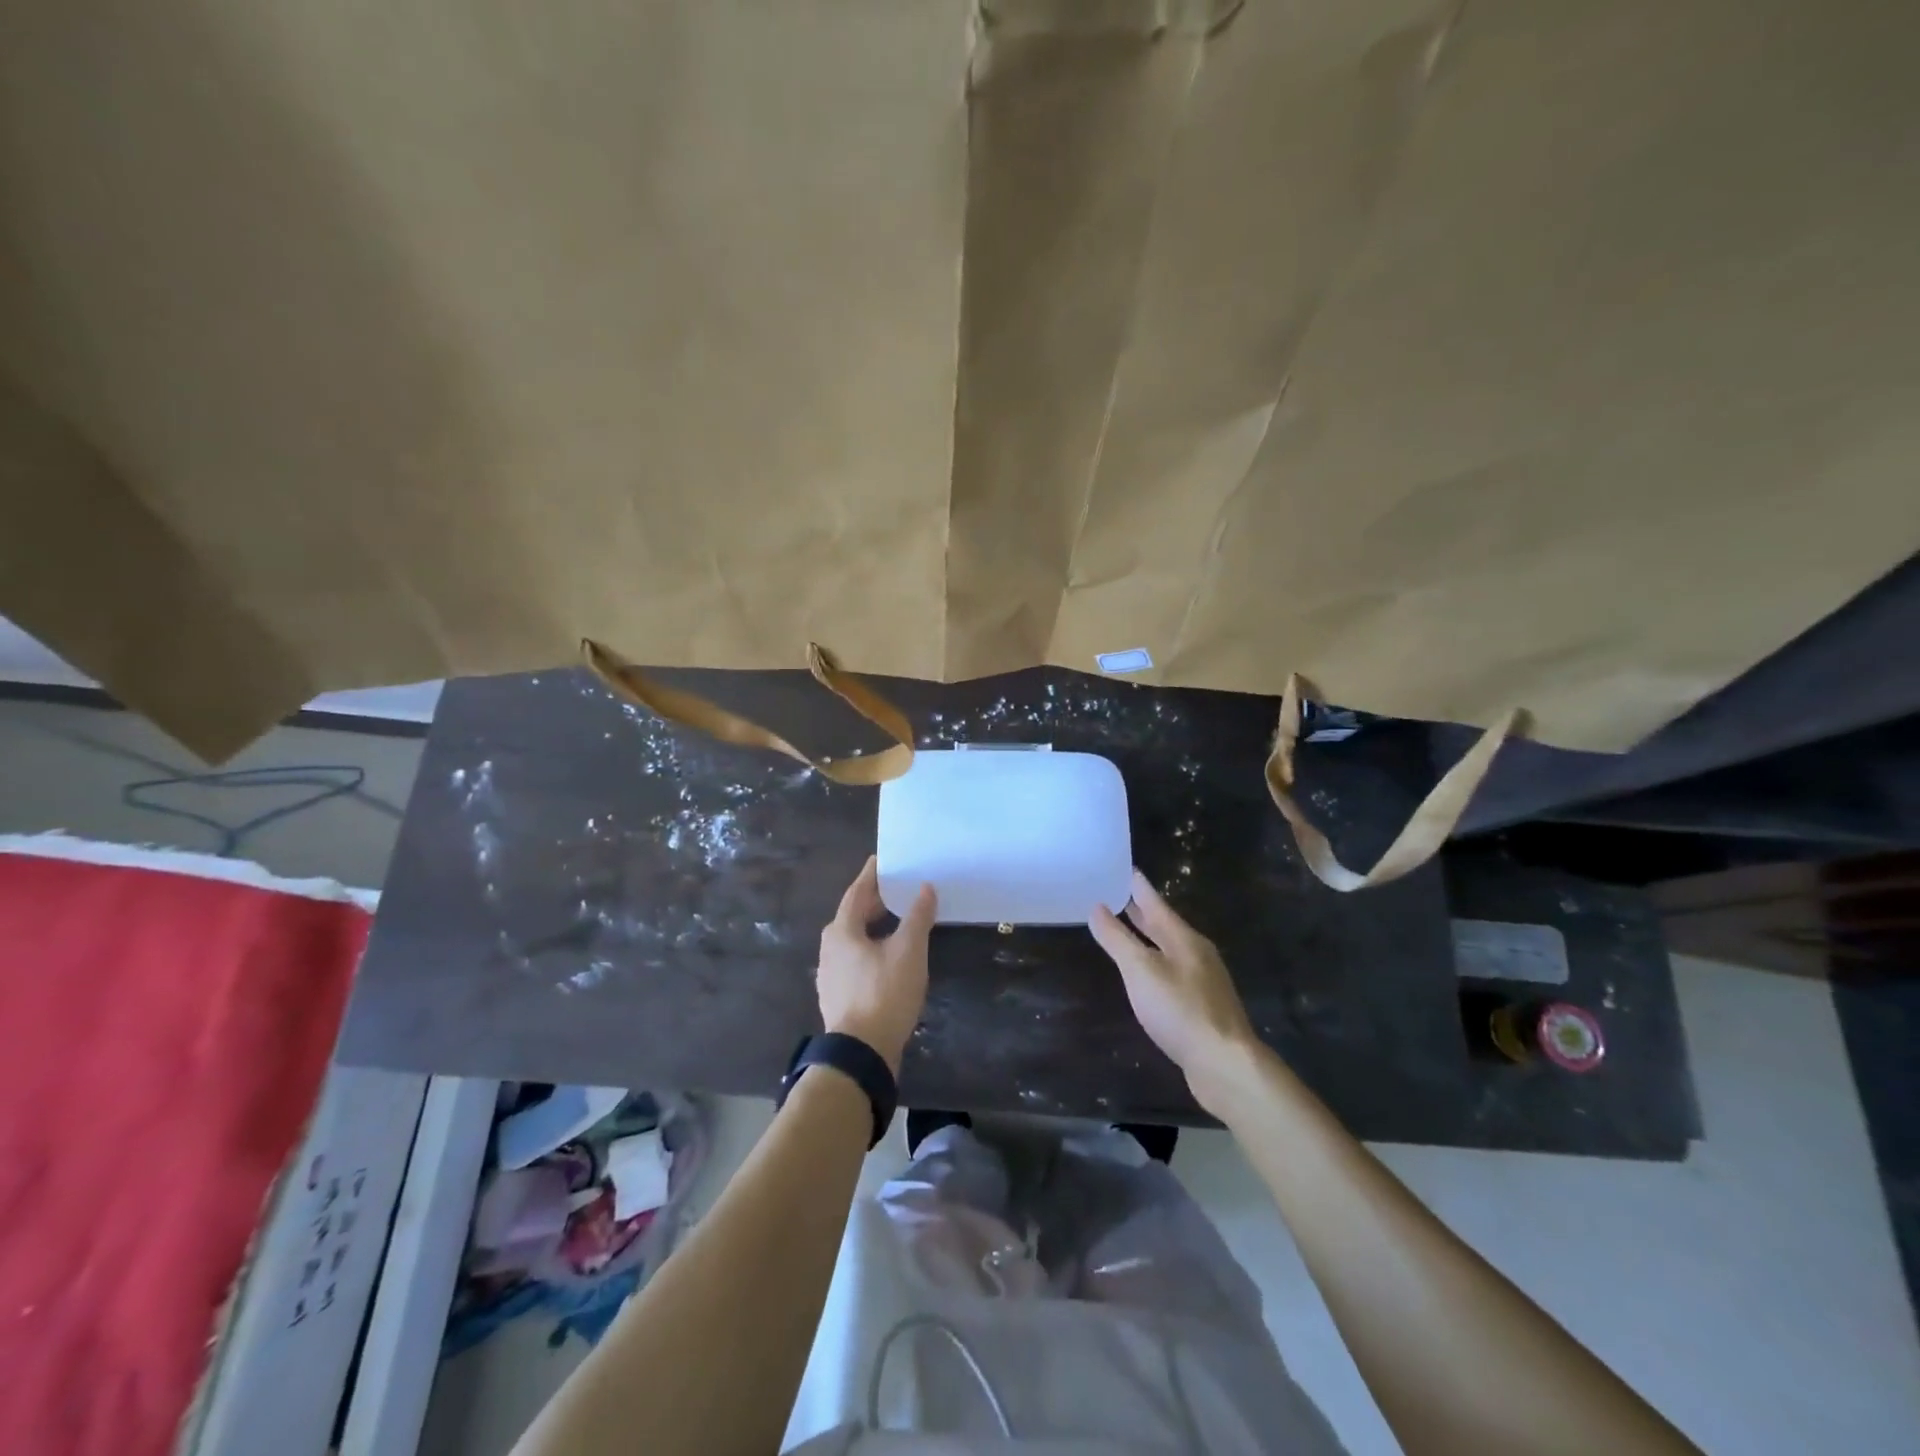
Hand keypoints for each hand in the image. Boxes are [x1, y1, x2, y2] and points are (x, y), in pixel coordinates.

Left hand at [817, 857, 936, 1074]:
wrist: (860, 1053)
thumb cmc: (884, 993)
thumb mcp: (908, 951)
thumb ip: (917, 916)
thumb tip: (925, 888)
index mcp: (842, 930)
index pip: (857, 892)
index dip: (872, 875)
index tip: (882, 859)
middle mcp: (830, 948)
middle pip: (853, 914)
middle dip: (875, 900)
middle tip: (898, 888)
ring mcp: (830, 973)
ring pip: (853, 938)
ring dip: (873, 925)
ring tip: (897, 919)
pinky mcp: (837, 995)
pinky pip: (855, 958)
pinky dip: (871, 947)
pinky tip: (888, 955)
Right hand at [1089, 870, 1258, 1109]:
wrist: (1225, 1064)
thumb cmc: (1180, 1010)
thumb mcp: (1140, 970)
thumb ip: (1117, 939)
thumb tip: (1097, 907)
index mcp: (1184, 939)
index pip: (1157, 904)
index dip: (1140, 888)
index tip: (1127, 869)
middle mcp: (1196, 954)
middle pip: (1165, 926)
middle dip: (1143, 912)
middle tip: (1121, 895)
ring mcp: (1203, 981)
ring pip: (1169, 949)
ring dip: (1148, 937)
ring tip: (1129, 929)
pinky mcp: (1203, 1007)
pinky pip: (1173, 972)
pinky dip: (1155, 963)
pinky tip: (1147, 975)